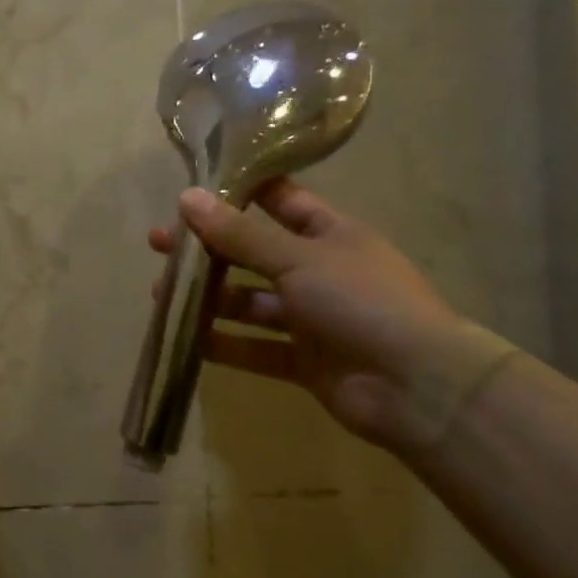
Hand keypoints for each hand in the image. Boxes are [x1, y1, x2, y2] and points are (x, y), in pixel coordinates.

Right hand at [151, 181, 462, 450]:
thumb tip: (188, 197)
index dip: (241, 192)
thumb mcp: (298, 259)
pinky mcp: (303, 361)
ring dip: (208, 298)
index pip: (281, 201)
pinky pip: (254, 347)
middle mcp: (319, 272)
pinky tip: (184, 339)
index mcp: (331, 235)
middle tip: (159, 244)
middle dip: (208, 249)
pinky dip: (223, 344)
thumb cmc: (362, 303)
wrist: (419, 389)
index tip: (195, 188)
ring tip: (161, 294)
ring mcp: (312, 319)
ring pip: (249, 302)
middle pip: (253, 253)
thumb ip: (240, 233)